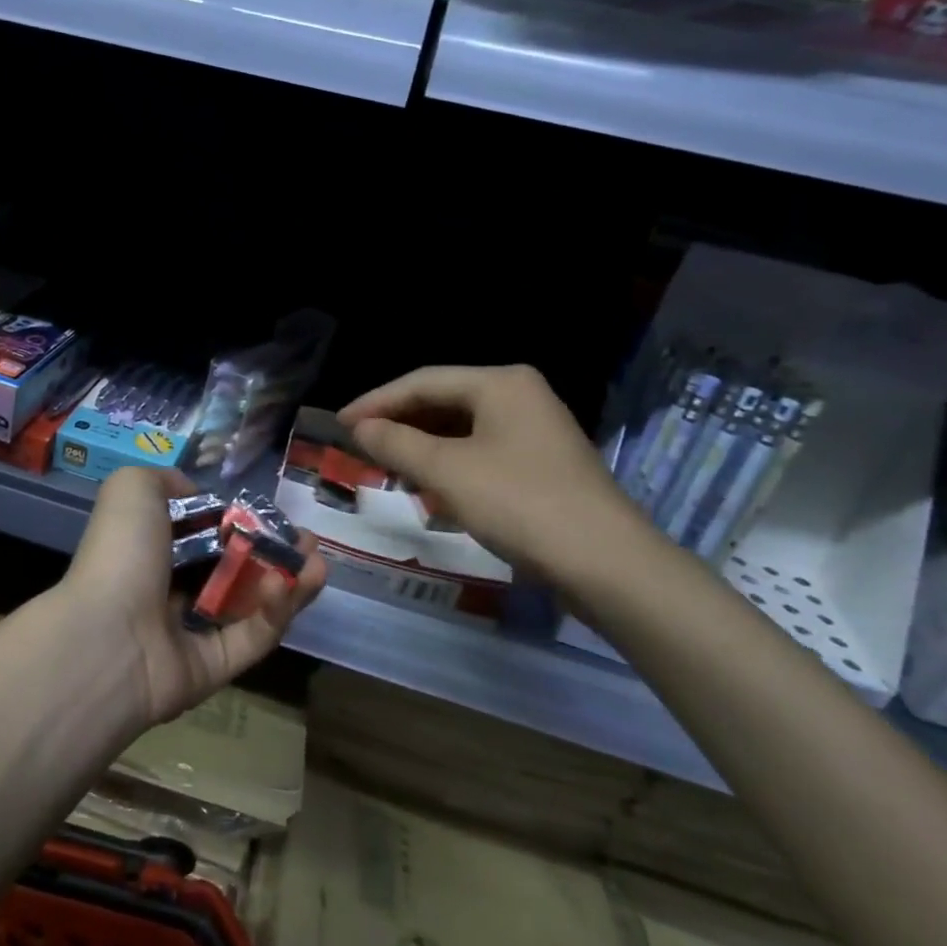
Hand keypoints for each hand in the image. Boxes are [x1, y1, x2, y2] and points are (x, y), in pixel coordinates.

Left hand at [56, 466, 326, 728]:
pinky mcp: (214, 668)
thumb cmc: (121, 554)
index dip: (240, 523)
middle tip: (308, 540)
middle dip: (275, 552)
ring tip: (318, 559)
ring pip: (251, 605)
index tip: (272, 513)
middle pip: (234, 570)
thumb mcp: (132, 489)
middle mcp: (171, 590)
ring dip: (288, 581)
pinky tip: (294, 583)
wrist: (107, 636)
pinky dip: (276, 611)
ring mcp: (192, 633)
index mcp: (151, 551)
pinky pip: (252, 638)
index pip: (204, 535)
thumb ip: (166, 481)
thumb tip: (195, 494)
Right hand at [338, 365, 651, 588]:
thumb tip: (360, 427)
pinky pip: (480, 451)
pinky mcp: (541, 464)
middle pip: (443, 401)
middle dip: (399, 423)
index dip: (375, 402)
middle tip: (359, 445)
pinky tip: (429, 486)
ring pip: (461, 428)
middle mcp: (520, 395)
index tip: (339, 424)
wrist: (606, 564)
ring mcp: (535, 430)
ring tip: (385, 464)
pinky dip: (449, 464)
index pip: (422, 381)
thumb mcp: (446, 471)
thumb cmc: (519, 503)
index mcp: (501, 382)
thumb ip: (395, 443)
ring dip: (421, 446)